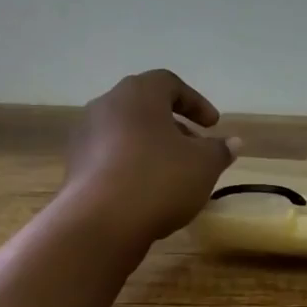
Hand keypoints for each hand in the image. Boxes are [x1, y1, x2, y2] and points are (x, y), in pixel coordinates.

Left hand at [61, 70, 238, 250]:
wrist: (101, 222)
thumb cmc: (159, 180)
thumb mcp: (204, 165)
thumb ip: (219, 150)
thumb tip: (232, 142)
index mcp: (138, 94)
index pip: (170, 83)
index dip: (195, 102)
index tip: (213, 125)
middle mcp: (106, 105)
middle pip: (145, 108)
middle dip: (173, 126)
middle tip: (194, 149)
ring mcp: (85, 136)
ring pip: (126, 133)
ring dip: (151, 147)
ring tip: (172, 174)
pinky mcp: (75, 166)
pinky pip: (110, 157)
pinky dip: (131, 166)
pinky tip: (146, 192)